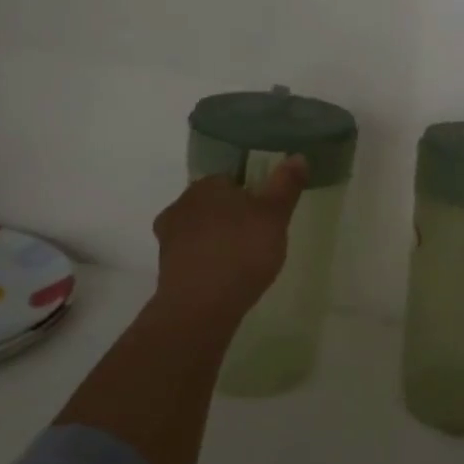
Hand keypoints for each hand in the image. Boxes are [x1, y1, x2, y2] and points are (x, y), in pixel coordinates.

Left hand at [152, 158, 307, 325]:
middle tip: (258, 236)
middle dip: (232, 216)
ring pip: (201, 230)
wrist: (200, 308)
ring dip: (218, 240)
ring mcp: (168, 239)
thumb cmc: (241, 251)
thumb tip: (298, 155)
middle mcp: (181, 205)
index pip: (230, 179)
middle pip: (213, 204)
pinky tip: (226, 278)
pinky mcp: (166, 269)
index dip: (250, 193)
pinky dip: (208, 262)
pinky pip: (193, 257)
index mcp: (206, 185)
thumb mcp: (275, 215)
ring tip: (244, 260)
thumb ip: (286, 185)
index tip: (266, 212)